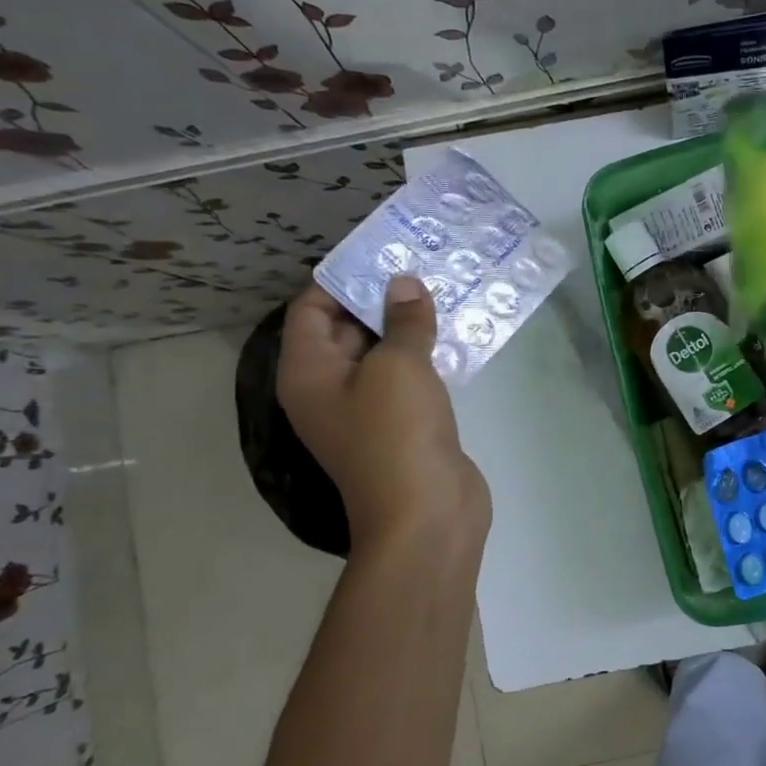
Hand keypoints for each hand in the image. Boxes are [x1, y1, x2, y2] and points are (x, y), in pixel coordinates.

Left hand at [276, 279, 489, 560]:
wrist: (426, 514)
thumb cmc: (396, 433)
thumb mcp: (398, 365)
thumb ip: (403, 320)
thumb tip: (405, 284)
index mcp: (308, 371)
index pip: (310, 308)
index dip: (341, 277)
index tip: (382, 252)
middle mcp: (329, 386)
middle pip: (346, 327)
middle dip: (381, 296)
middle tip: (421, 264)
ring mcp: (367, 408)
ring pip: (383, 352)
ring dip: (408, 325)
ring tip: (444, 289)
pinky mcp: (403, 423)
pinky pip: (408, 377)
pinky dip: (426, 354)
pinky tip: (457, 332)